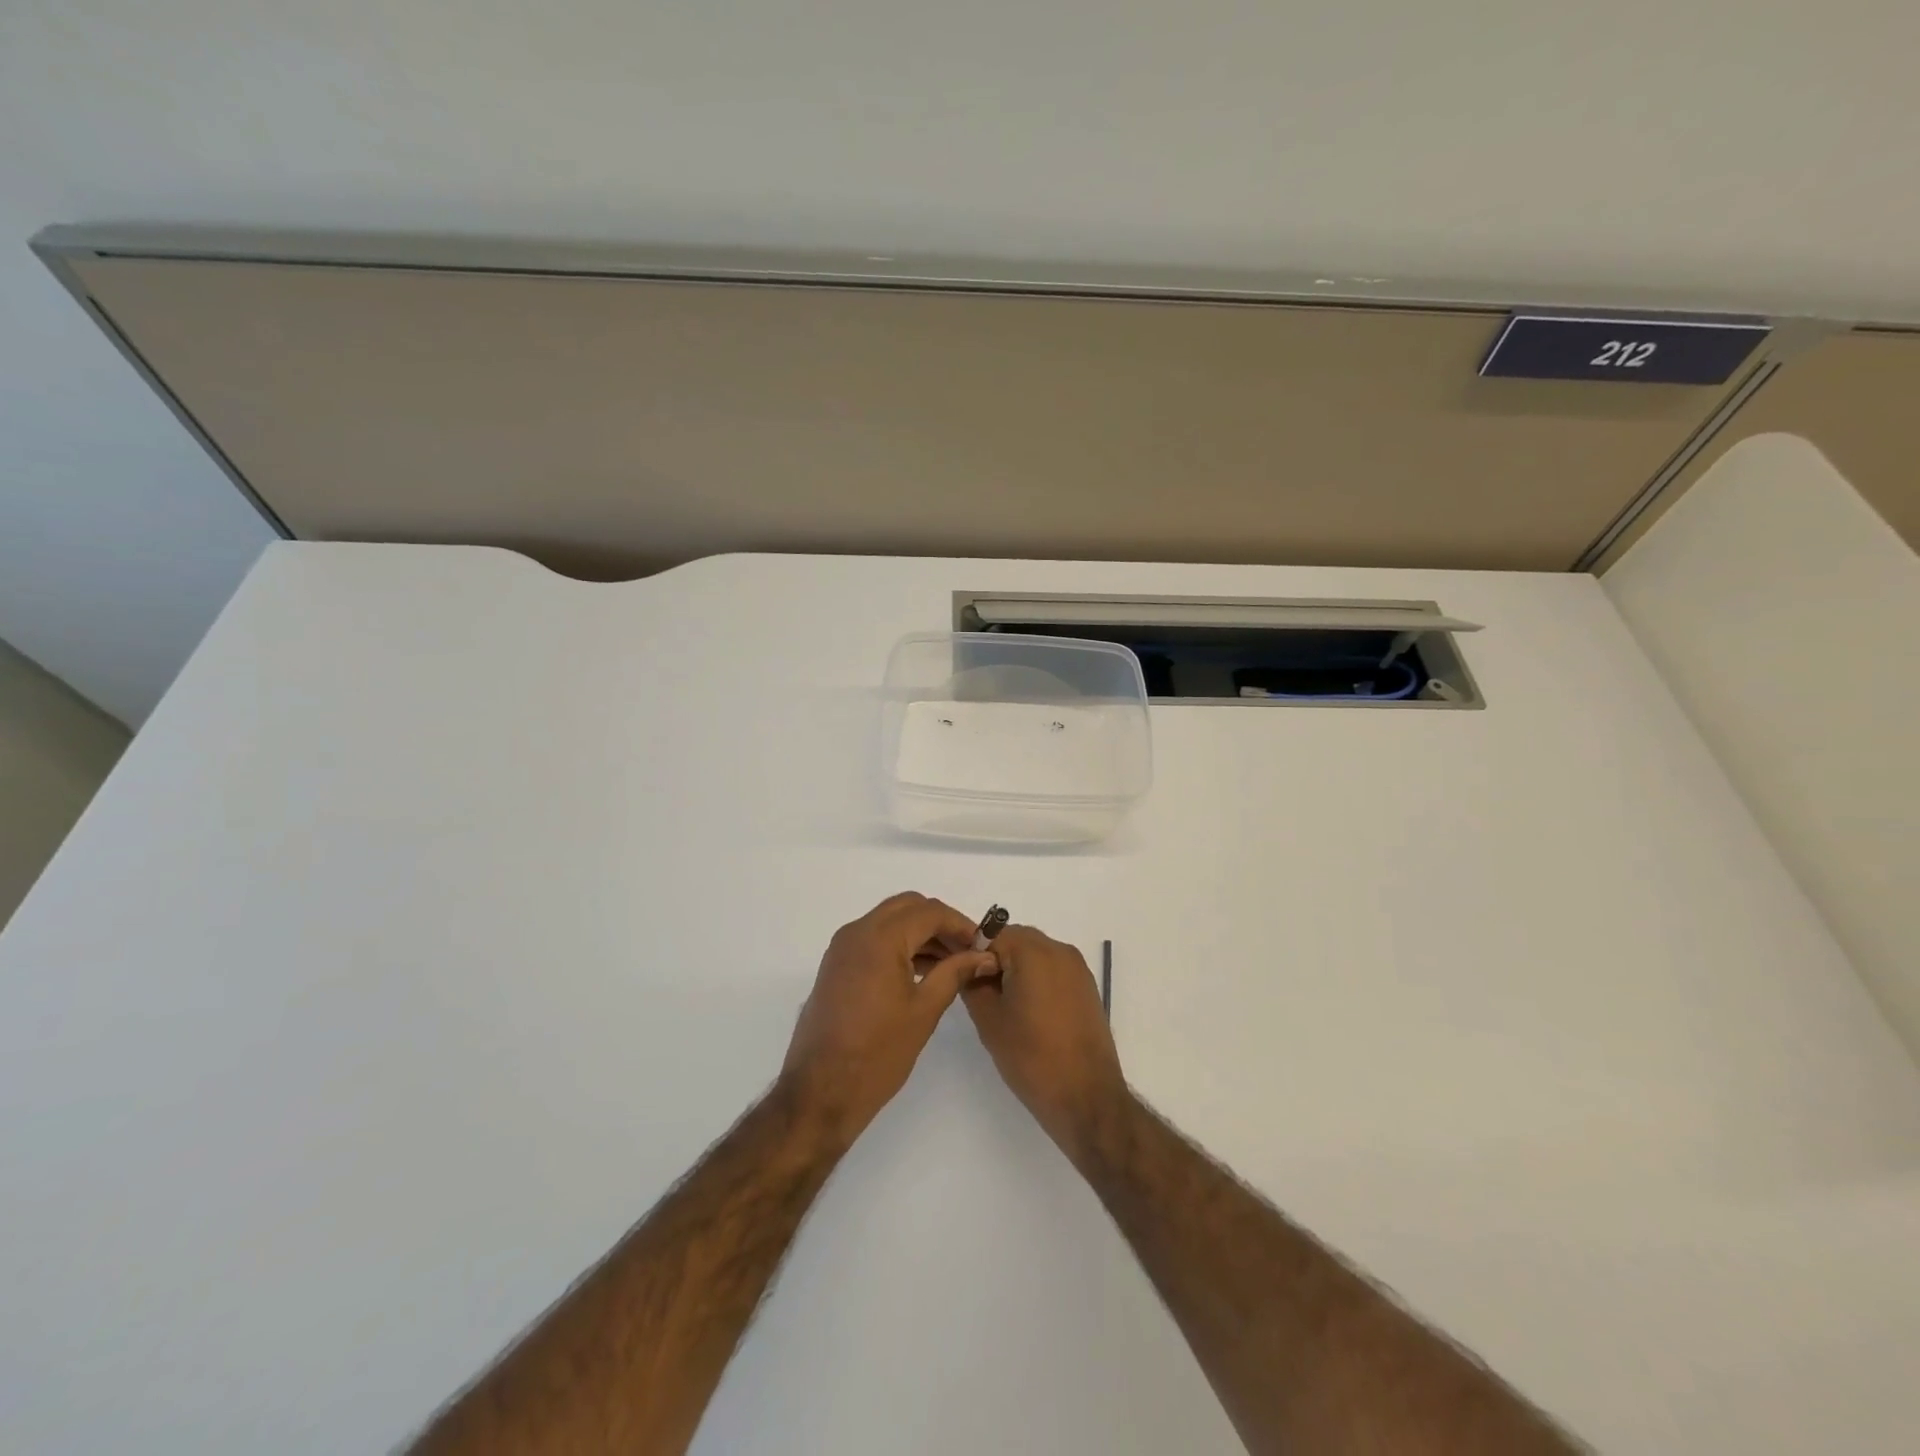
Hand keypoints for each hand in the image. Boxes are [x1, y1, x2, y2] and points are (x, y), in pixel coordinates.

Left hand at [782, 893, 996, 1148]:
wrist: (820, 1092)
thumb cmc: (877, 1053)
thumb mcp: (924, 1011)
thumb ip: (955, 973)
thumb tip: (983, 956)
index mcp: (879, 938)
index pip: (929, 912)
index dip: (961, 924)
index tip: (983, 945)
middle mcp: (857, 932)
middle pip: (907, 907)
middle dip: (939, 923)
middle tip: (966, 950)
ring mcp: (842, 948)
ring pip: (889, 921)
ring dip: (919, 933)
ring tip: (950, 964)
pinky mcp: (836, 965)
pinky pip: (873, 939)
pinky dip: (899, 945)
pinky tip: (921, 972)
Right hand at [963, 925, 1129, 1160]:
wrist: (1086, 1097)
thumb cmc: (1032, 1057)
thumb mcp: (989, 1020)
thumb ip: (972, 982)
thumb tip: (967, 965)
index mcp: (1033, 951)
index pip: (990, 934)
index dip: (971, 954)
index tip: (960, 978)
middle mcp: (1059, 949)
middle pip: (1015, 940)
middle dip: (994, 959)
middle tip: (980, 994)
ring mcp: (1077, 968)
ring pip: (1035, 954)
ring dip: (1015, 969)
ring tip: (1004, 1007)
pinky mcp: (1086, 987)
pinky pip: (1052, 969)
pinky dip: (1036, 980)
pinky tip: (1028, 1013)